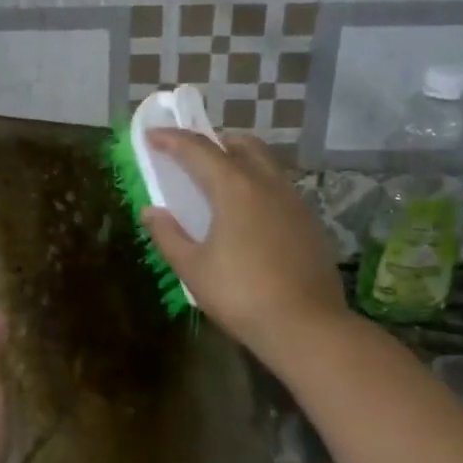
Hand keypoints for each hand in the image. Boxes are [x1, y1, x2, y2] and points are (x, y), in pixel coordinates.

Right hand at [141, 130, 351, 365]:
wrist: (306, 326)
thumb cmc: (241, 295)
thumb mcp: (193, 268)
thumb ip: (168, 235)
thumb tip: (152, 211)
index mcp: (234, 188)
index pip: (198, 150)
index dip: (171, 140)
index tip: (152, 136)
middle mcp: (267, 184)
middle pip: (240, 145)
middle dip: (212, 142)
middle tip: (191, 155)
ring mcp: (294, 201)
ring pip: (265, 164)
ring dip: (239, 161)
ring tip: (218, 183)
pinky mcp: (310, 221)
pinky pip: (279, 187)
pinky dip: (258, 185)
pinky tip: (249, 214)